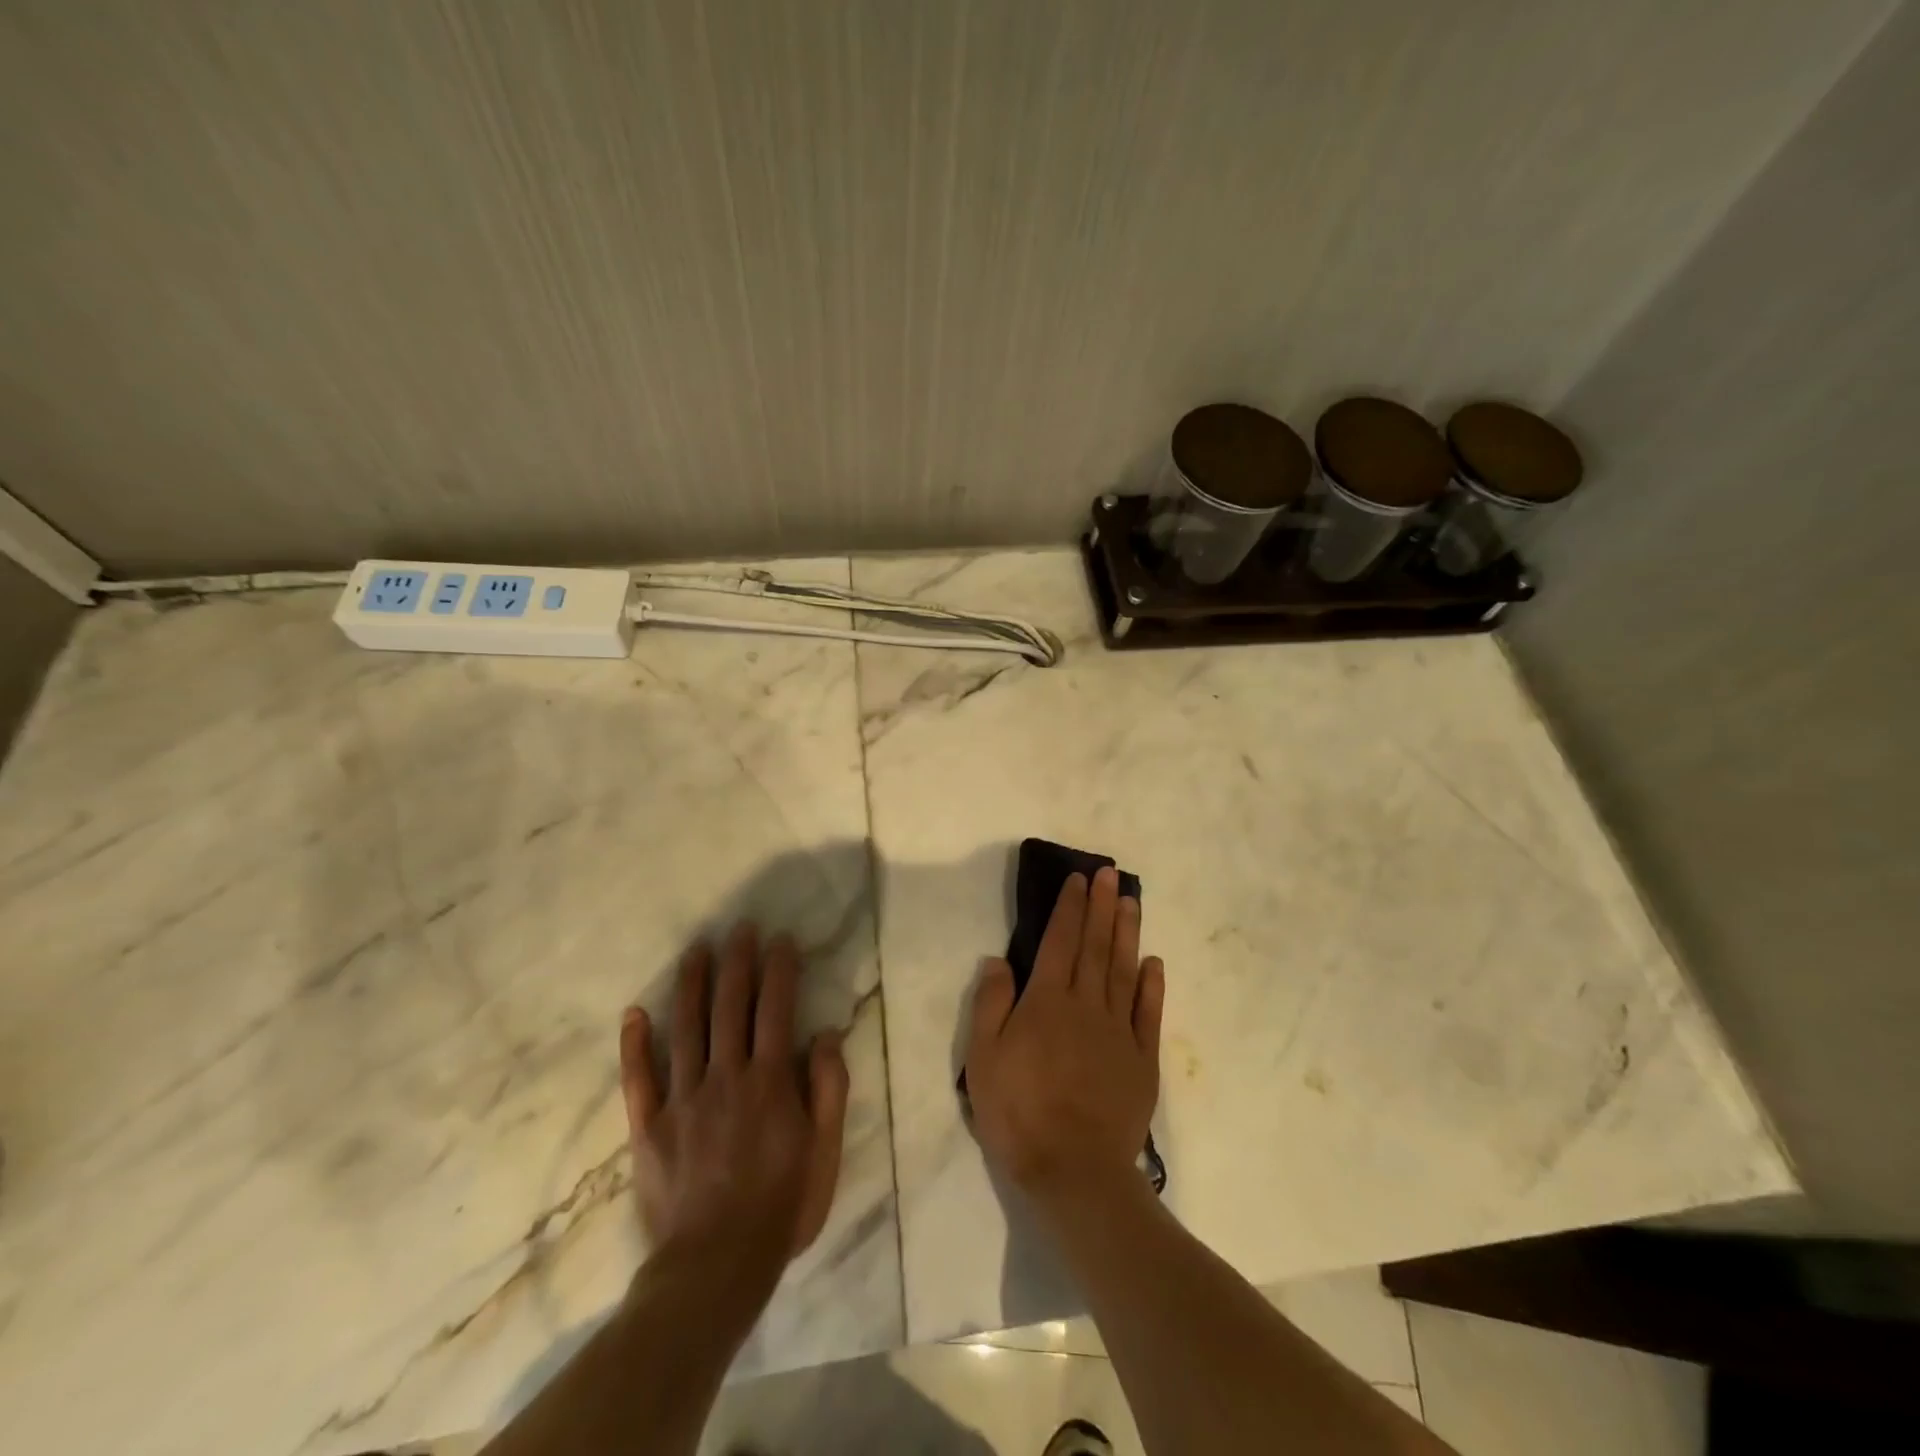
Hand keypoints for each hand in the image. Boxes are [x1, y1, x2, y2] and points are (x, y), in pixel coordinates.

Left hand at [619, 924, 849, 1281]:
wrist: (713, 1269)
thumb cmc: (781, 1208)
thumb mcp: (825, 1152)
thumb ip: (829, 1090)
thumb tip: (827, 1034)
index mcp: (770, 1081)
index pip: (775, 1008)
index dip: (780, 969)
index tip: (781, 939)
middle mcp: (726, 1077)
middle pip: (730, 1005)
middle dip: (737, 961)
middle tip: (740, 928)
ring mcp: (682, 1099)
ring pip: (686, 1027)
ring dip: (692, 983)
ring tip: (697, 949)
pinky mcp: (649, 1126)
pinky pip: (639, 1077)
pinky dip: (636, 1043)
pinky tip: (635, 1011)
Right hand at [964, 867, 1165, 1209]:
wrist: (1075, 1171)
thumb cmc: (1019, 1112)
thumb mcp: (984, 1059)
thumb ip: (991, 1004)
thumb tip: (998, 960)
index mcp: (1047, 1002)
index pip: (1060, 942)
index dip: (1070, 908)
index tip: (1079, 880)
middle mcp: (1086, 1005)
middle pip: (1095, 947)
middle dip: (1102, 907)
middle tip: (1111, 874)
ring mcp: (1119, 1032)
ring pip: (1123, 971)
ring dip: (1127, 934)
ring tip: (1132, 902)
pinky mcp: (1142, 1060)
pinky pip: (1148, 1014)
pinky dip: (1152, 985)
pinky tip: (1154, 962)